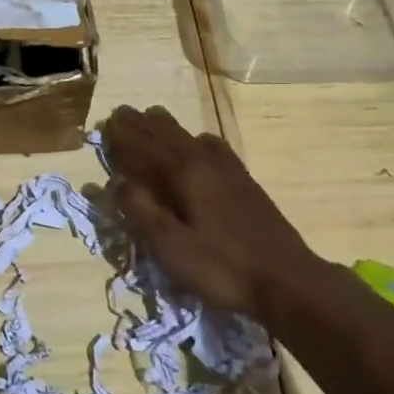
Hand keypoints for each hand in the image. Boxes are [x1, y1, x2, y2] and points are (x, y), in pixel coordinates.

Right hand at [102, 105, 331, 324]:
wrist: (287, 281)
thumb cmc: (222, 267)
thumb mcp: (171, 246)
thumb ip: (141, 210)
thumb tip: (116, 179)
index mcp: (184, 174)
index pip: (146, 145)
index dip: (124, 134)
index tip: (106, 121)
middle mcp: (206, 162)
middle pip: (168, 134)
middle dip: (143, 123)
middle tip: (122, 112)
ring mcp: (230, 171)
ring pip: (192, 137)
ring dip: (168, 127)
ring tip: (153, 118)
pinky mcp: (246, 183)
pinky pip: (215, 147)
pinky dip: (197, 139)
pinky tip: (201, 143)